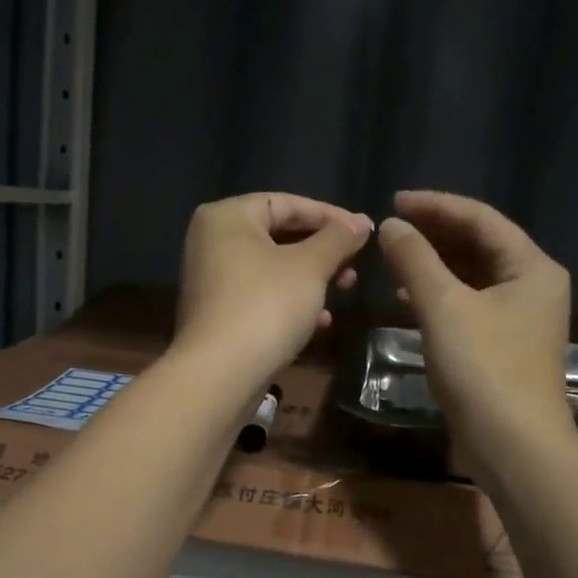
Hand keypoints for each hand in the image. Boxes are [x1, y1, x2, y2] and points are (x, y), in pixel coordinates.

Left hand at [174, 193, 373, 389]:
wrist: (221, 374)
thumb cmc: (266, 305)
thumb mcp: (310, 267)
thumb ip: (338, 239)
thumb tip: (362, 223)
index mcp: (227, 217)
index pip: (286, 203)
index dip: (330, 215)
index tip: (364, 231)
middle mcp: (213, 241)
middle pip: (279, 234)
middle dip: (322, 250)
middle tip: (356, 264)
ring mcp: (213, 279)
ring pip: (273, 268)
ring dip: (312, 277)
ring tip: (346, 288)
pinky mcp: (219, 313)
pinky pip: (262, 295)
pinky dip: (292, 301)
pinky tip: (321, 321)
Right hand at [376, 190, 573, 480]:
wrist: (513, 447)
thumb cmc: (484, 368)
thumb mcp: (444, 307)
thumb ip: (415, 259)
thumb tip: (391, 225)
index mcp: (531, 267)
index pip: (481, 218)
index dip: (436, 205)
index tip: (394, 200)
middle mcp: (532, 285)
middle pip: (479, 243)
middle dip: (435, 232)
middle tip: (391, 225)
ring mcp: (520, 317)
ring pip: (473, 274)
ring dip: (434, 263)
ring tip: (394, 256)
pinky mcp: (504, 343)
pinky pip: (469, 302)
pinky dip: (440, 294)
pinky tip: (408, 296)